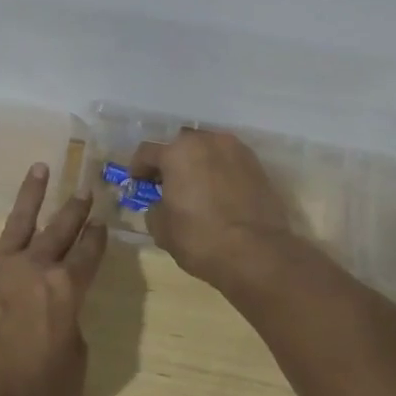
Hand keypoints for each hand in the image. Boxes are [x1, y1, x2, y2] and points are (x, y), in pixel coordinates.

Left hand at [0, 164, 106, 395]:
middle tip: (85, 187)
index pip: (88, 256)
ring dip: (31, 193)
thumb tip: (65, 326)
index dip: (97, 238)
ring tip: (40, 167)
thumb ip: (74, 341)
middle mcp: (35, 267)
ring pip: (19, 220)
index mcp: (66, 290)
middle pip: (60, 231)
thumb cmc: (26, 386)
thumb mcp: (71, 373)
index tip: (102, 220)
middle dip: (74, 209)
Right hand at [128, 129, 294, 284]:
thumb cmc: (200, 238)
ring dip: (198, 164)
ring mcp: (236, 151)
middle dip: (171, 162)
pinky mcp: (257, 165)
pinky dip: (221, 172)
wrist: (258, 253)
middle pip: (181, 146)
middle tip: (168, 184)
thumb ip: (154, 208)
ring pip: (208, 150)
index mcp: (177, 153)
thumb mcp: (162, 229)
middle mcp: (206, 141)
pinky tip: (220, 194)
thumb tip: (161, 204)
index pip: (147, 152)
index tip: (137, 183)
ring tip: (197, 188)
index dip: (138, 168)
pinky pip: (230, 163)